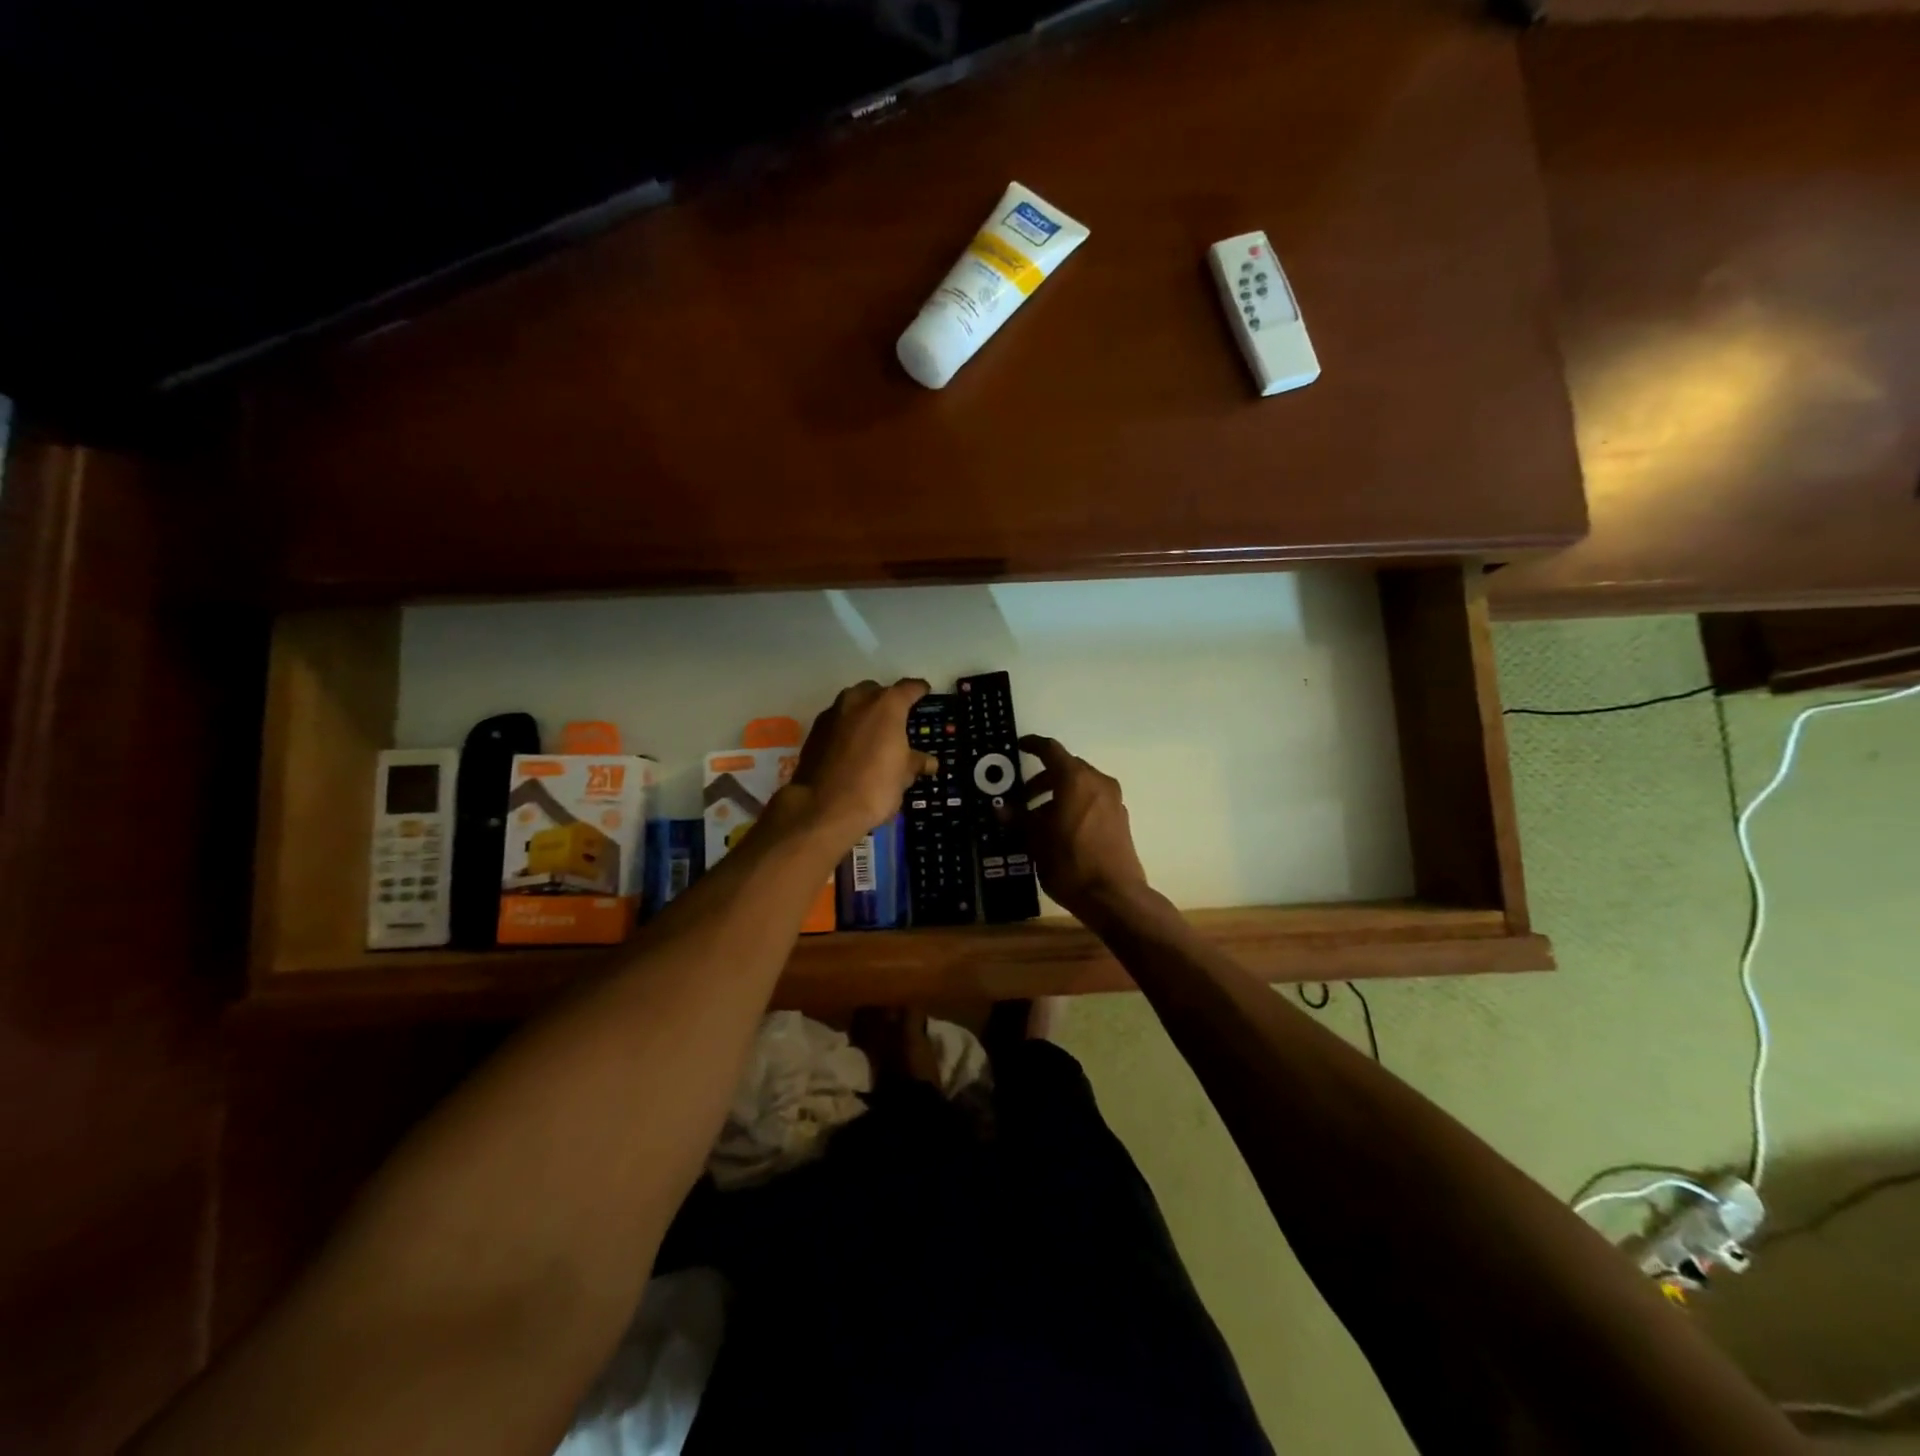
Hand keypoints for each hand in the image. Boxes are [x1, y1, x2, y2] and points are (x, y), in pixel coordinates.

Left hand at [781, 679, 938, 844]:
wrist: (823, 807)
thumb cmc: (874, 786)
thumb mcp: (903, 776)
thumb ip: (916, 762)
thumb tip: (930, 762)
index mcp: (887, 705)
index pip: (909, 688)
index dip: (919, 690)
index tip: (924, 692)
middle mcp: (858, 700)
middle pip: (877, 691)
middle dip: (887, 701)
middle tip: (896, 719)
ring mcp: (833, 713)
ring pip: (853, 703)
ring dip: (864, 712)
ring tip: (873, 733)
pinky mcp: (815, 730)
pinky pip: (837, 720)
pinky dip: (847, 728)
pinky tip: (851, 747)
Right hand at [1019, 735, 1150, 922]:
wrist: (1114, 896)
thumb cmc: (1070, 862)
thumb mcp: (1036, 840)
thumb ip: (1018, 819)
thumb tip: (1001, 809)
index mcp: (1075, 779)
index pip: (1051, 750)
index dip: (1033, 745)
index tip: (1020, 746)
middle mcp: (1098, 782)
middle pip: (1067, 768)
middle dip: (1042, 780)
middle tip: (1022, 798)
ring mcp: (1113, 801)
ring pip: (1080, 786)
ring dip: (1058, 795)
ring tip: (1038, 820)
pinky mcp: (1120, 819)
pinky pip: (1092, 802)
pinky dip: (1074, 806)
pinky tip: (1060, 830)